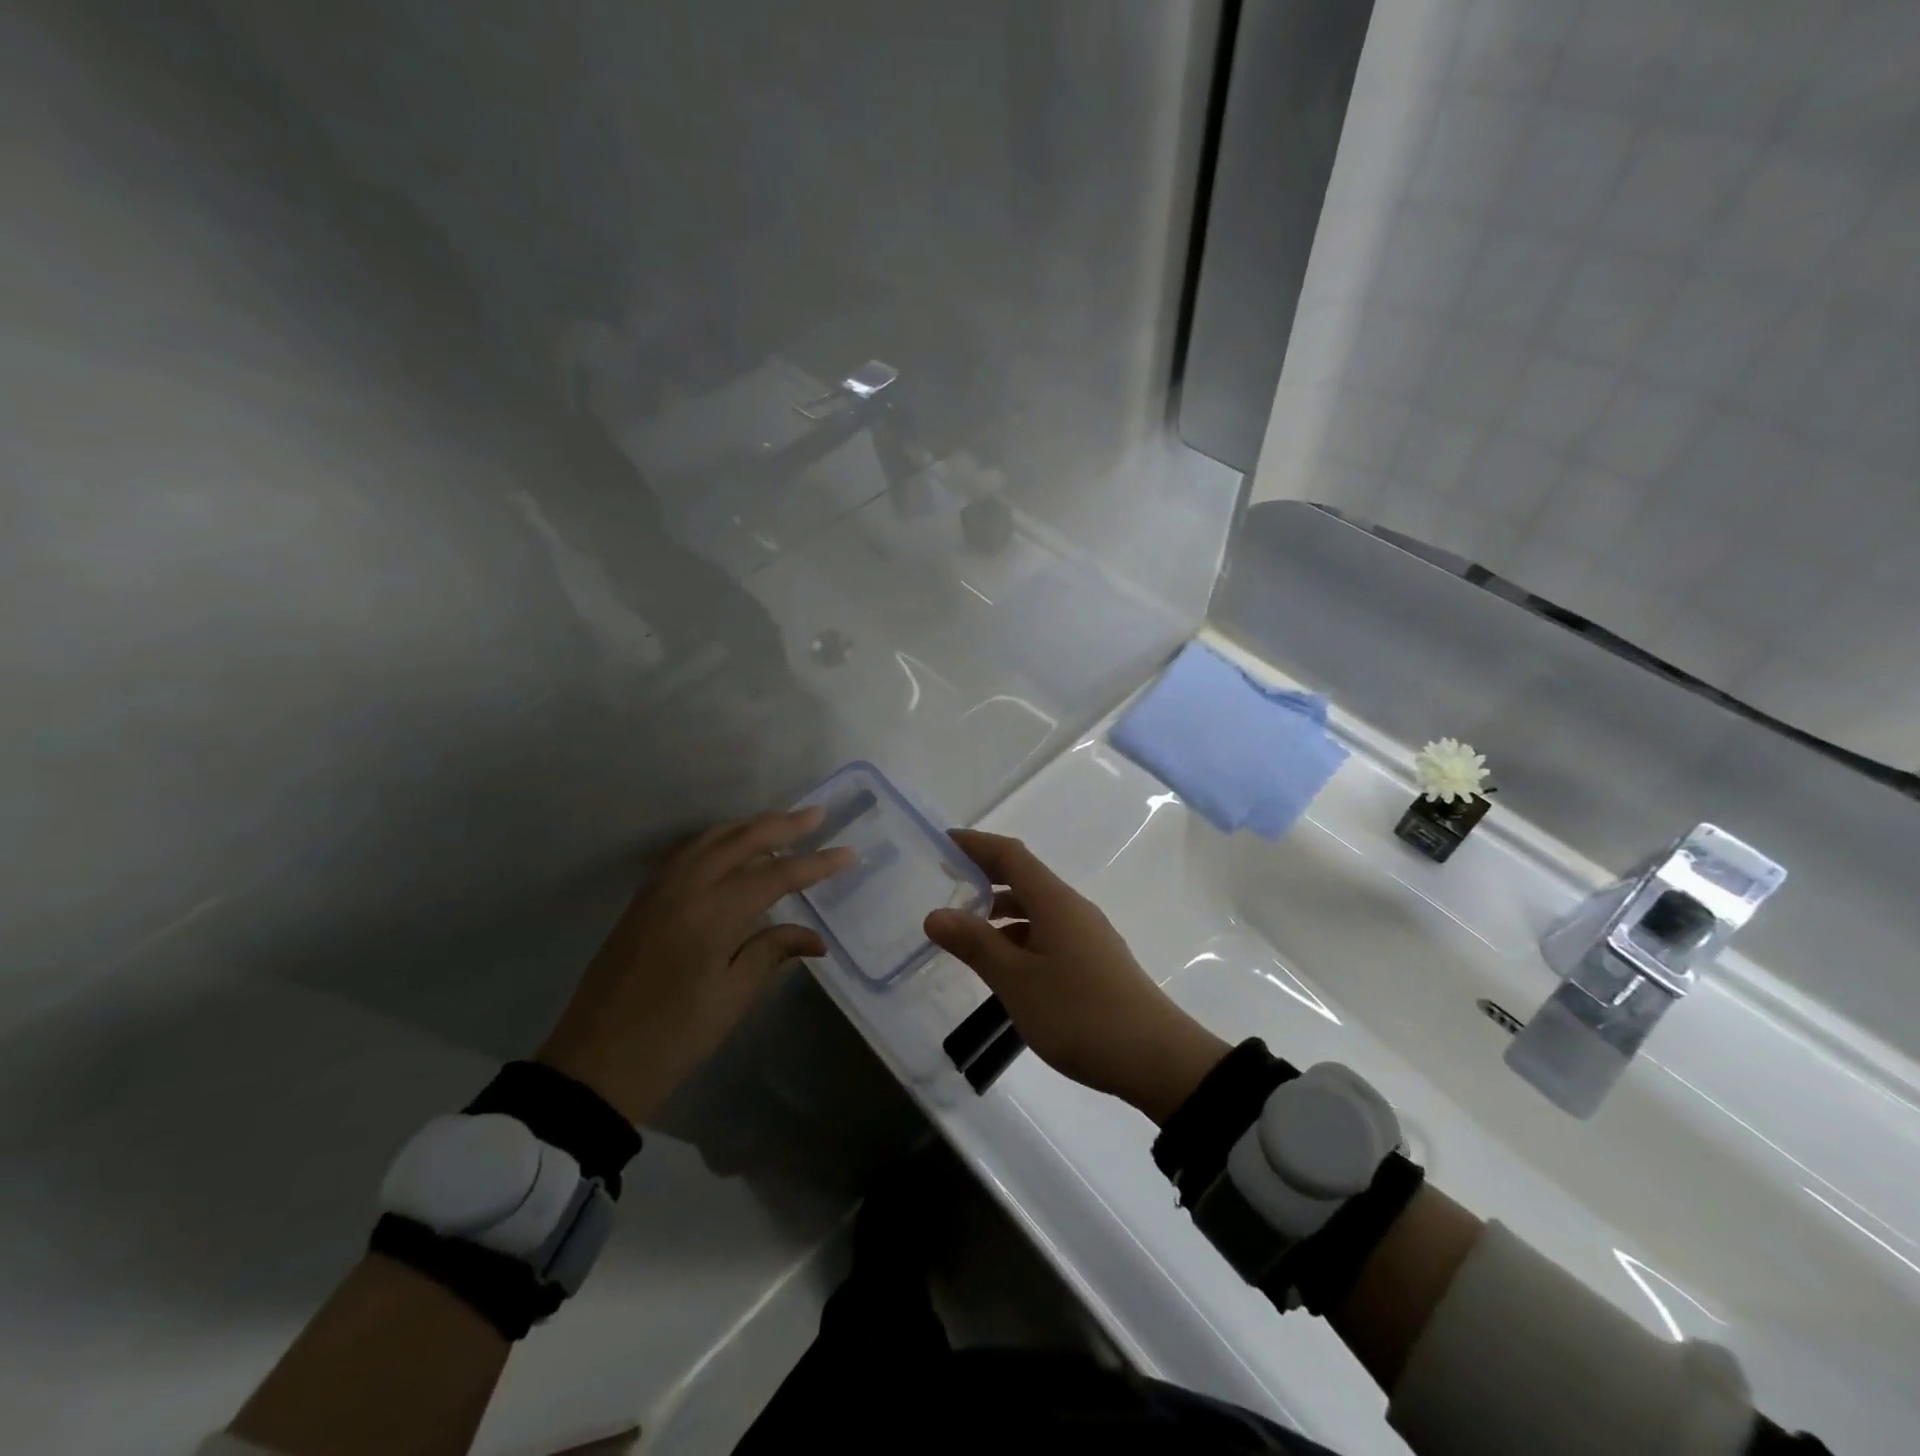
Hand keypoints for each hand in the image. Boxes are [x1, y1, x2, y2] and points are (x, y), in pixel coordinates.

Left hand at [537, 806, 853, 1123]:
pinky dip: (719, 839)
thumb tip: (816, 938)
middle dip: (784, 825)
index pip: (777, 875)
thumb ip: (772, 952)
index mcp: (713, 913)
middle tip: (818, 814)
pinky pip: (689, 851)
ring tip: (783, 823)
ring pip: (712, 838)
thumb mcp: (731, 997)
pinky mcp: (644, 898)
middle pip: (743, 840)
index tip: (849, 853)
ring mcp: (660, 888)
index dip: (816, 864)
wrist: (594, 1064)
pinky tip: (733, 846)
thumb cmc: (674, 1037)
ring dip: (750, 826)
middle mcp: (686, 887)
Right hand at [926, 830, 1230, 1124]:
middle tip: (944, 886)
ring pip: (1036, 910)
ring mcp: (1087, 935)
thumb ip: (976, 945)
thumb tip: (936, 914)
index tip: (943, 841)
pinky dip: (1019, 938)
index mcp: (1055, 902)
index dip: (976, 844)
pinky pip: (1047, 934)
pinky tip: (1004, 967)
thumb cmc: (1080, 1013)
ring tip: (965, 933)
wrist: (1156, 1059)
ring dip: (1000, 913)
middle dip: (984, 877)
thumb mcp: (1017, 982)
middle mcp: (1072, 909)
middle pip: (1024, 878)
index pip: (1011, 855)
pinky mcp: (1094, 961)